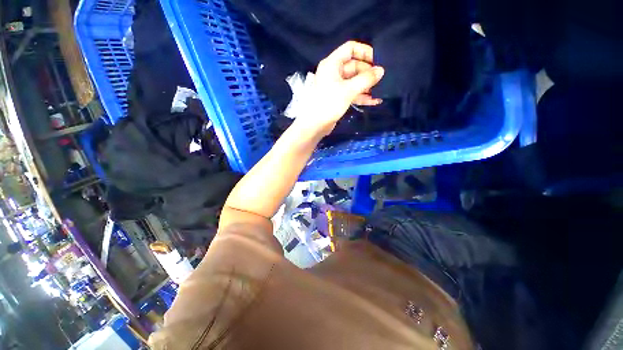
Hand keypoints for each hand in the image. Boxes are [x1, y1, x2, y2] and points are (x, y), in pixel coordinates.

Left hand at [293, 41, 384, 136]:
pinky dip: (361, 96)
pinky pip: (352, 93)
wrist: (315, 125)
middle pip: (354, 66)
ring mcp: (335, 86)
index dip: (365, 51)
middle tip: (382, 79)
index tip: (378, 60)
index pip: (350, 48)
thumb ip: (366, 79)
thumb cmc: (329, 103)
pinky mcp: (337, 98)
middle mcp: (333, 72)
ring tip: (381, 90)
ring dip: (366, 86)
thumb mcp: (348, 90)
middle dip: (368, 73)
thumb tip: (381, 70)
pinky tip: (374, 101)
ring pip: (354, 81)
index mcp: (332, 64)